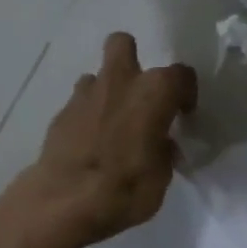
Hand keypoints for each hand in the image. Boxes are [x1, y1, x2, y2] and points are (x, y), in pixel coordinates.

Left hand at [21, 33, 196, 247]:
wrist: (63, 202)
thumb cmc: (125, 189)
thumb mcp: (161, 178)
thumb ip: (164, 151)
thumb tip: (160, 144)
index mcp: (154, 92)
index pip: (181, 75)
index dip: (185, 93)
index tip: (183, 114)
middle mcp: (120, 82)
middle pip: (123, 44)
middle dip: (132, 60)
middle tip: (140, 94)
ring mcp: (85, 95)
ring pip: (98, 74)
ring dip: (108, 91)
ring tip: (112, 122)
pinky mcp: (60, 113)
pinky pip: (80, 103)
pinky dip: (88, 115)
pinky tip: (91, 142)